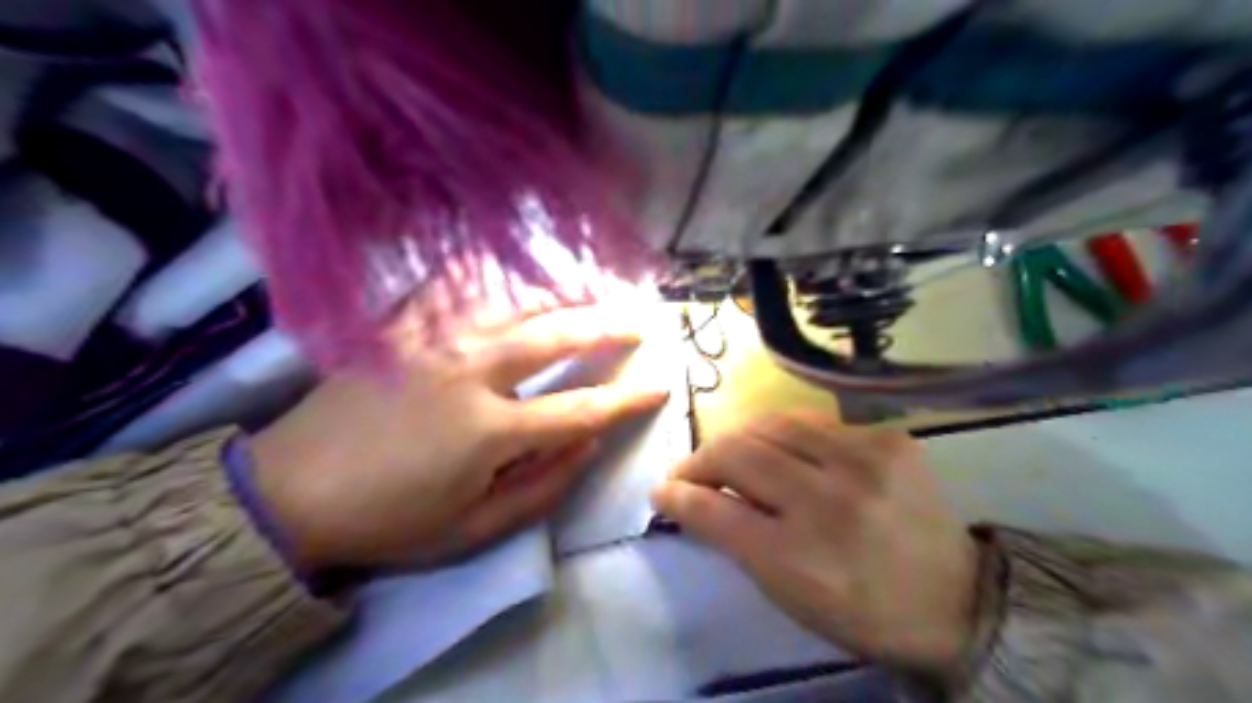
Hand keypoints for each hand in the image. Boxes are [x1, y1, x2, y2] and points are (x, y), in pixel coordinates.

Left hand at [248, 307, 669, 570]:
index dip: (626, 398)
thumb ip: (540, 487)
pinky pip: (458, 289)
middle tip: (637, 322)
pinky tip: (517, 272)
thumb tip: (587, 443)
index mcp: (488, 428)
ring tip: (593, 292)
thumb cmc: (388, 519)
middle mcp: (469, 371)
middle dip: (605, 327)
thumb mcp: (472, 528)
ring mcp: (433, 340)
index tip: (660, 385)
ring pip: (513, 303)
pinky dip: (496, 278)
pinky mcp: (402, 328)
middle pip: (554, 336)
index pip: (579, 408)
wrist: (289, 491)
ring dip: (561, 296)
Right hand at [652, 413, 983, 675]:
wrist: (956, 598)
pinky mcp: (888, 438)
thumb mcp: (789, 596)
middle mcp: (829, 503)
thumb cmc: (860, 610)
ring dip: (738, 437)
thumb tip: (694, 498)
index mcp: (800, 559)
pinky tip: (784, 450)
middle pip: (738, 454)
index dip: (678, 495)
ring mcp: (864, 462)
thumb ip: (737, 542)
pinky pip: (812, 421)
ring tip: (730, 452)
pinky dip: (785, 434)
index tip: (662, 490)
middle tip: (691, 470)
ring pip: (771, 423)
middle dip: (700, 459)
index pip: (715, 511)